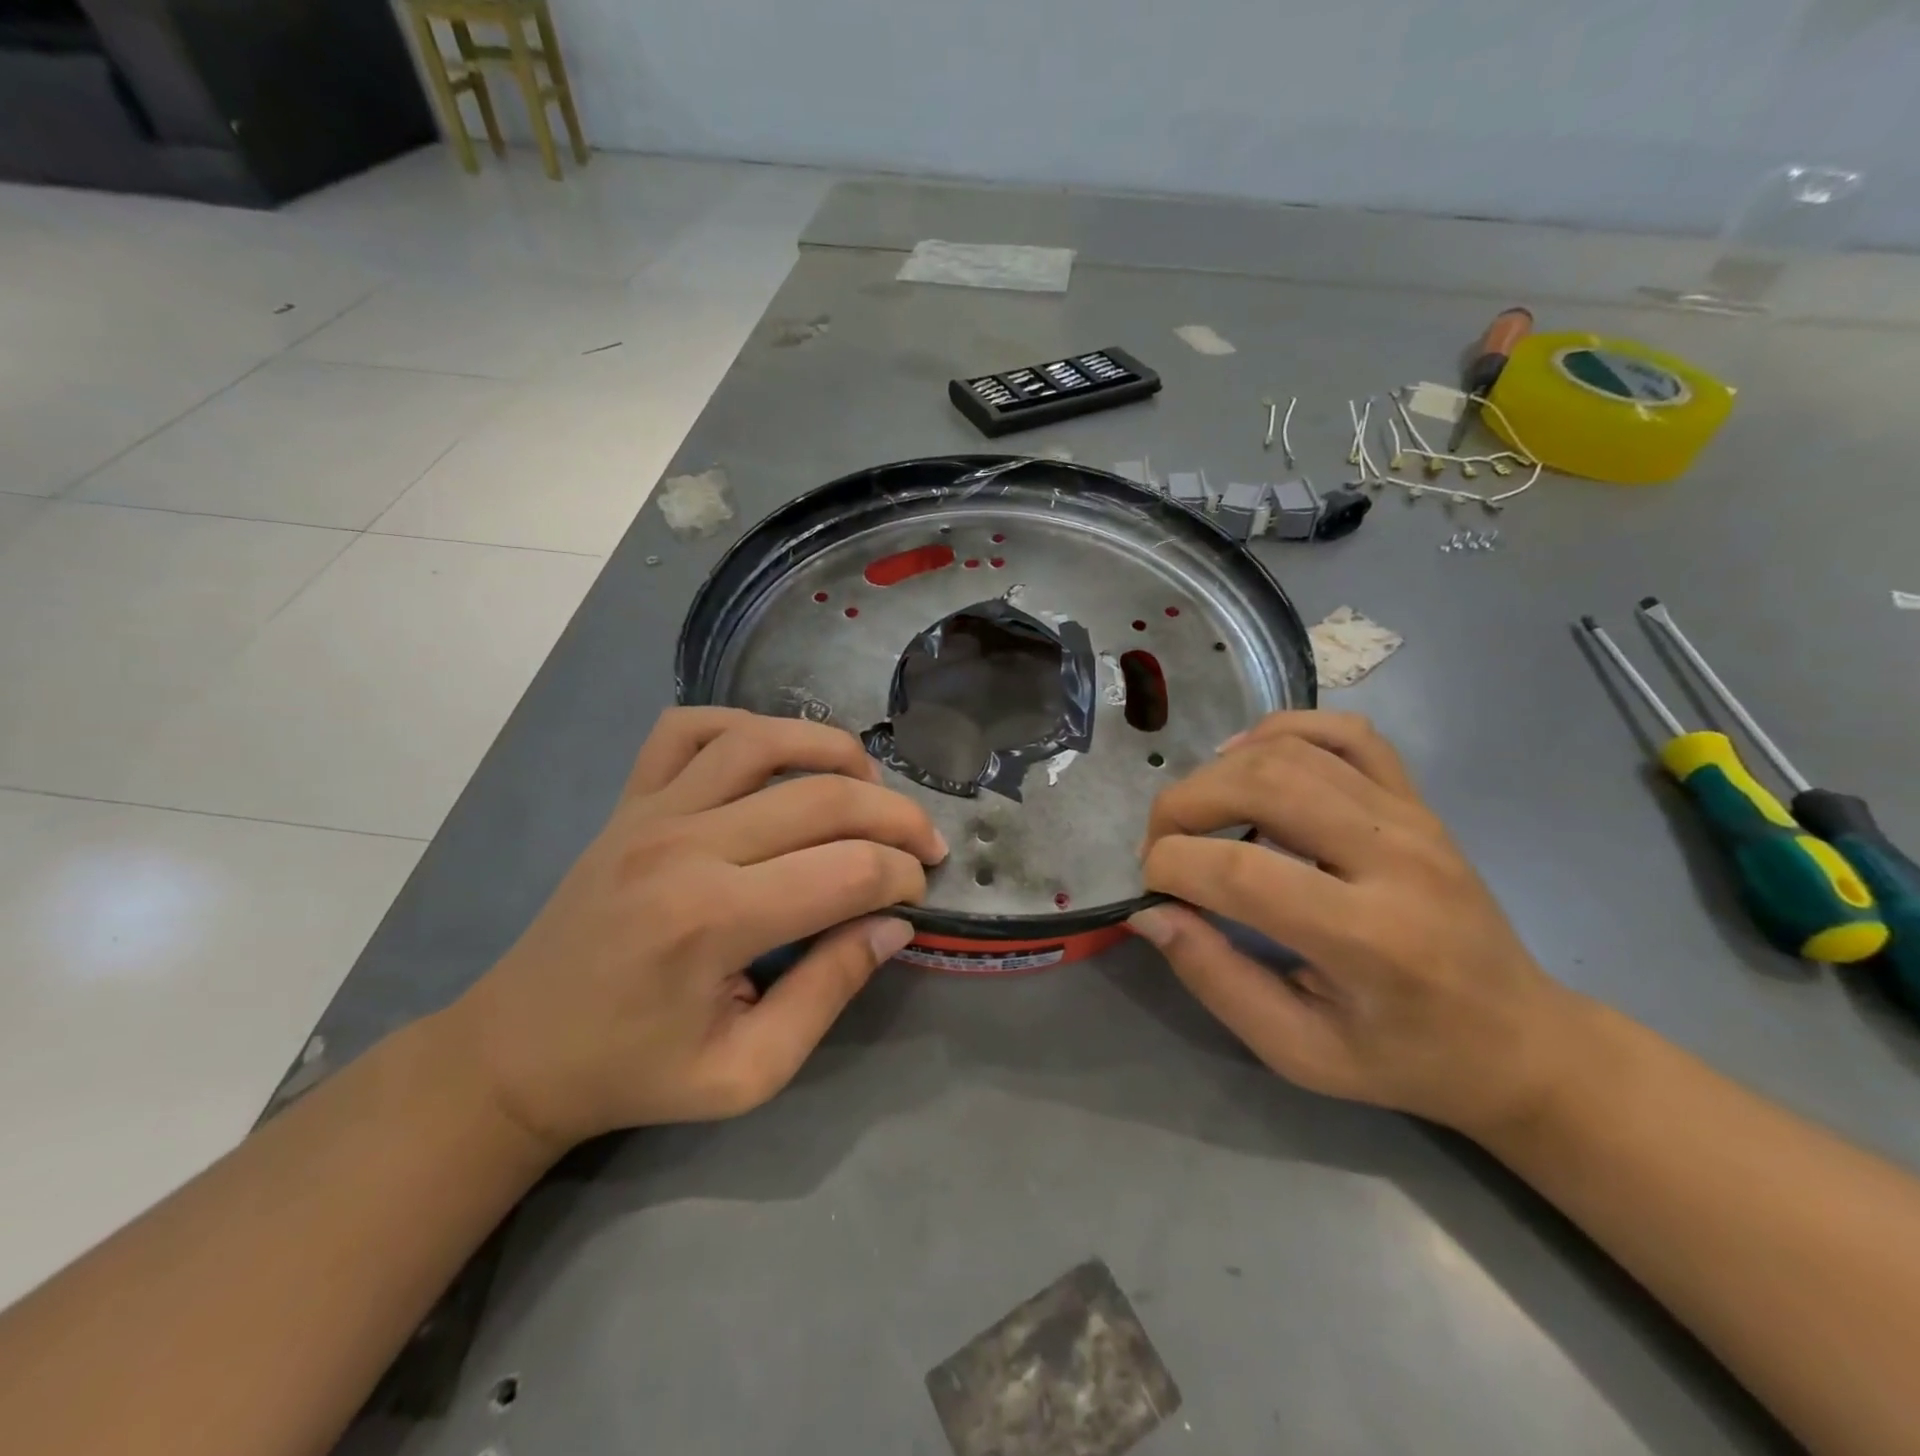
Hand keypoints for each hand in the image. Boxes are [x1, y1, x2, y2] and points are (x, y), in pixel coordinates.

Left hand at [447, 709, 946, 1150]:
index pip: (848, 871)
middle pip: (823, 798)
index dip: (902, 877)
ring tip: (871, 784)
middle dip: (896, 817)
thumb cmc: (636, 1070)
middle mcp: (686, 845)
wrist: (518, 1051)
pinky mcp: (629, 799)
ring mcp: (651, 810)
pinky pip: (688, 728)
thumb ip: (829, 991)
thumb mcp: (748, 1070)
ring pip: (763, 741)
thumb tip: (893, 925)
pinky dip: (744, 724)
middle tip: (925, 843)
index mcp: (713, 920)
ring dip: (835, 750)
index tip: (918, 895)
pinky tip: (777, 754)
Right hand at [1130, 712, 1582, 1135]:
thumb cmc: (1403, 1058)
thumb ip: (1216, 979)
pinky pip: (1344, 731)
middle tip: (1161, 847)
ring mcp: (1412, 817)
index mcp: (1370, 939)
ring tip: (1195, 815)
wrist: (1517, 1039)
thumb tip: (1149, 914)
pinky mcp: (1416, 799)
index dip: (1171, 867)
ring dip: (1218, 772)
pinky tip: (1247, 759)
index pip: (1241, 871)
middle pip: (1262, 785)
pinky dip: (1281, 730)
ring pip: (1292, 750)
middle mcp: (1395, 858)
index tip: (1151, 892)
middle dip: (1182, 806)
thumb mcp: (1299, 1051)